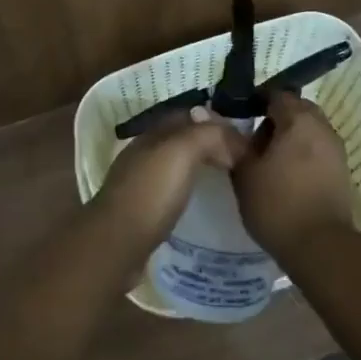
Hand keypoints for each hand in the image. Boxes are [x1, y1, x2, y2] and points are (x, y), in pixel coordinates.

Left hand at [93, 107, 248, 252]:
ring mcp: (140, 182)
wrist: (116, 244)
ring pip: (176, 164)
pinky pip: (172, 190)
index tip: (244, 138)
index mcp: (152, 133)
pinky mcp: (141, 210)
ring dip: (200, 166)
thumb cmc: (150, 193)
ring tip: (228, 180)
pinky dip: (190, 189)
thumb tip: (236, 138)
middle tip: (241, 160)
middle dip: (210, 143)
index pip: (189, 115)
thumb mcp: (182, 152)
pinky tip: (202, 201)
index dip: (216, 121)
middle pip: (182, 139)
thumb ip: (209, 135)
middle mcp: (144, 153)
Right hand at [232, 91, 354, 260]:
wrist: (321, 247)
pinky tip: (286, 177)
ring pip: (309, 130)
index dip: (256, 101)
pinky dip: (302, 154)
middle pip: (296, 110)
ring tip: (268, 162)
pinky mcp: (342, 171)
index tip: (239, 117)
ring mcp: (336, 149)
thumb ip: (230, 142)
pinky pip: (318, 150)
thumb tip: (207, 116)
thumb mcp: (244, 173)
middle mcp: (322, 126)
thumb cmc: (277, 204)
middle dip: (275, 119)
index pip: (276, 95)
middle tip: (252, 141)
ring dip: (290, 138)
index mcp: (298, 119)